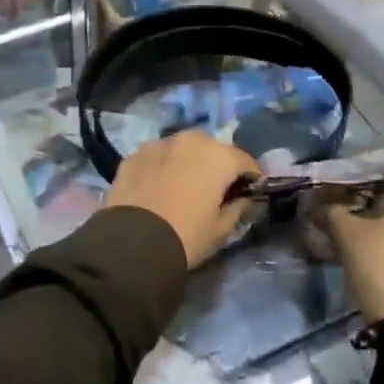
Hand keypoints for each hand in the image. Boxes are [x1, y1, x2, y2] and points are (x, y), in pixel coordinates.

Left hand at [104, 132, 260, 268]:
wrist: (132, 244)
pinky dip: (163, 167)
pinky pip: (157, 158)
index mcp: (218, 156)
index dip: (251, 178)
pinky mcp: (133, 155)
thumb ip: (238, 207)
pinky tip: (158, 188)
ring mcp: (158, 144)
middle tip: (215, 190)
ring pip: (182, 150)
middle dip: (217, 165)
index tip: (250, 193)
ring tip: (184, 187)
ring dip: (188, 163)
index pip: (245, 161)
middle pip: (212, 149)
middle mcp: (189, 140)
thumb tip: (244, 198)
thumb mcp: (221, 229)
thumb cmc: (186, 236)